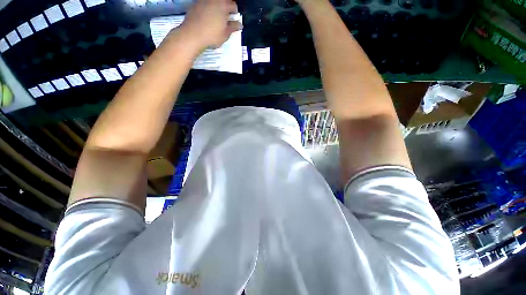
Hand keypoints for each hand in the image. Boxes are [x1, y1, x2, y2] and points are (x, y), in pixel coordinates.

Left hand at [178, 0, 241, 49]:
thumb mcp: (225, 34)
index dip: (235, 12)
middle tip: (226, 18)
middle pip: (223, 1)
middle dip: (226, 8)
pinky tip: (207, 18)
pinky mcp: (195, 4)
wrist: (192, 34)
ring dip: (217, 8)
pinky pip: (205, 4)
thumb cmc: (212, 35)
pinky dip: (208, 9)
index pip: (233, 5)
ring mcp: (204, 0)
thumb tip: (239, 24)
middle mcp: (214, 0)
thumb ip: (233, 27)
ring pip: (214, 2)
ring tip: (216, 18)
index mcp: (224, 5)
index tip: (234, 18)